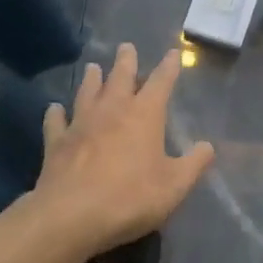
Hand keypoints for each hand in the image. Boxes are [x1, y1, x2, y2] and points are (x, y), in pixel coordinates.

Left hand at [29, 43, 214, 255]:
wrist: (72, 216)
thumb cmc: (131, 197)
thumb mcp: (175, 186)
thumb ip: (194, 164)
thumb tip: (208, 146)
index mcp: (144, 114)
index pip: (161, 82)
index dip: (169, 66)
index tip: (173, 52)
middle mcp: (112, 110)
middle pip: (120, 77)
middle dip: (126, 61)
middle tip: (126, 46)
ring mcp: (81, 123)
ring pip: (87, 92)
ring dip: (92, 78)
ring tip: (93, 67)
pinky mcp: (57, 142)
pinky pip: (56, 121)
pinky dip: (56, 113)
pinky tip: (54, 109)